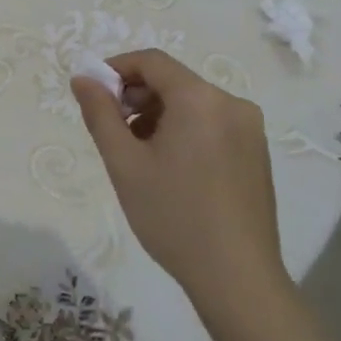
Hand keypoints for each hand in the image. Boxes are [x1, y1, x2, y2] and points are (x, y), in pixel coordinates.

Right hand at [71, 49, 286, 308]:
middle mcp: (231, 103)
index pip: (152, 61)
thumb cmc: (173, 216)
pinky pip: (212, 123)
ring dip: (158, 115)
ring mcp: (250, 129)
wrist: (238, 279)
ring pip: (192, 104)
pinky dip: (184, 131)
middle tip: (113, 131)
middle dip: (136, 97)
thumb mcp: (124, 163)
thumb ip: (100, 113)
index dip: (117, 69)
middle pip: (173, 81)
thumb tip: (83, 78)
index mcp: (200, 99)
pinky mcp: (257, 153)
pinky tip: (171, 169)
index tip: (94, 95)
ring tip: (139, 156)